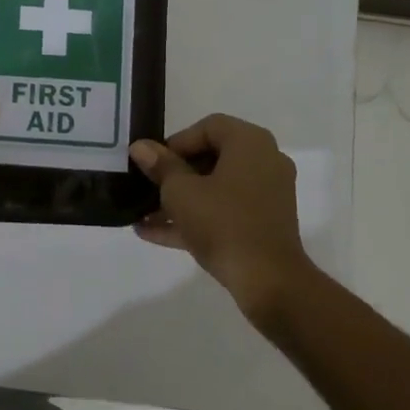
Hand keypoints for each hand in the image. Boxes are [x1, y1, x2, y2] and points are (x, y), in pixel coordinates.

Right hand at [129, 114, 314, 318]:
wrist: (268, 282)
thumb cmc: (223, 223)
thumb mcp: (180, 192)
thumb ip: (160, 166)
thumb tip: (141, 147)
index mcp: (250, 143)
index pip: (208, 127)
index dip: (176, 142)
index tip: (154, 163)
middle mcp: (264, 162)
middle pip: (212, 157)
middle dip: (174, 173)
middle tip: (148, 186)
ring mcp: (267, 195)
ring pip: (216, 188)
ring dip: (180, 199)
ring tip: (143, 213)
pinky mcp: (264, 225)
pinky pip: (225, 211)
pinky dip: (196, 218)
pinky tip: (153, 233)